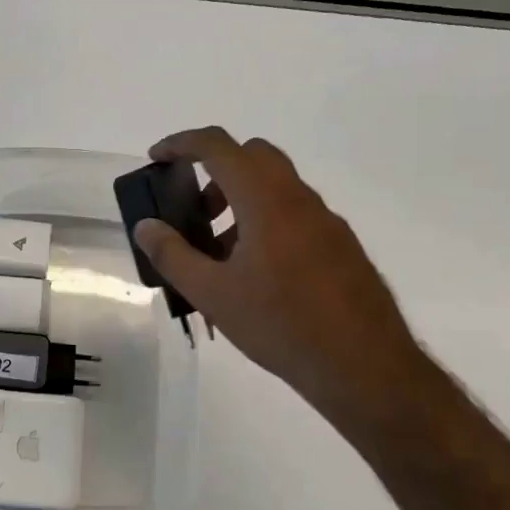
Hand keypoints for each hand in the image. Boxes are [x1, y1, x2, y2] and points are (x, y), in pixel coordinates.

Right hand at [132, 127, 450, 438]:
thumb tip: (146, 226)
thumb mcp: (213, 294)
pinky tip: (255, 275)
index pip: (219, 146)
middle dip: (215, 171)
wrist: (364, 366)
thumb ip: (173, 255)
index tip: (156, 158)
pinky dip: (265, 222)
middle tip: (194, 210)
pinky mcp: (341, 245)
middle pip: (252, 156)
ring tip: (219, 255)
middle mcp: (299, 199)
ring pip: (275, 186)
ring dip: (240, 201)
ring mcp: (325, 221)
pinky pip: (294, 214)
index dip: (181, 143)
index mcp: (266, 200)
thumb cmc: (281, 325)